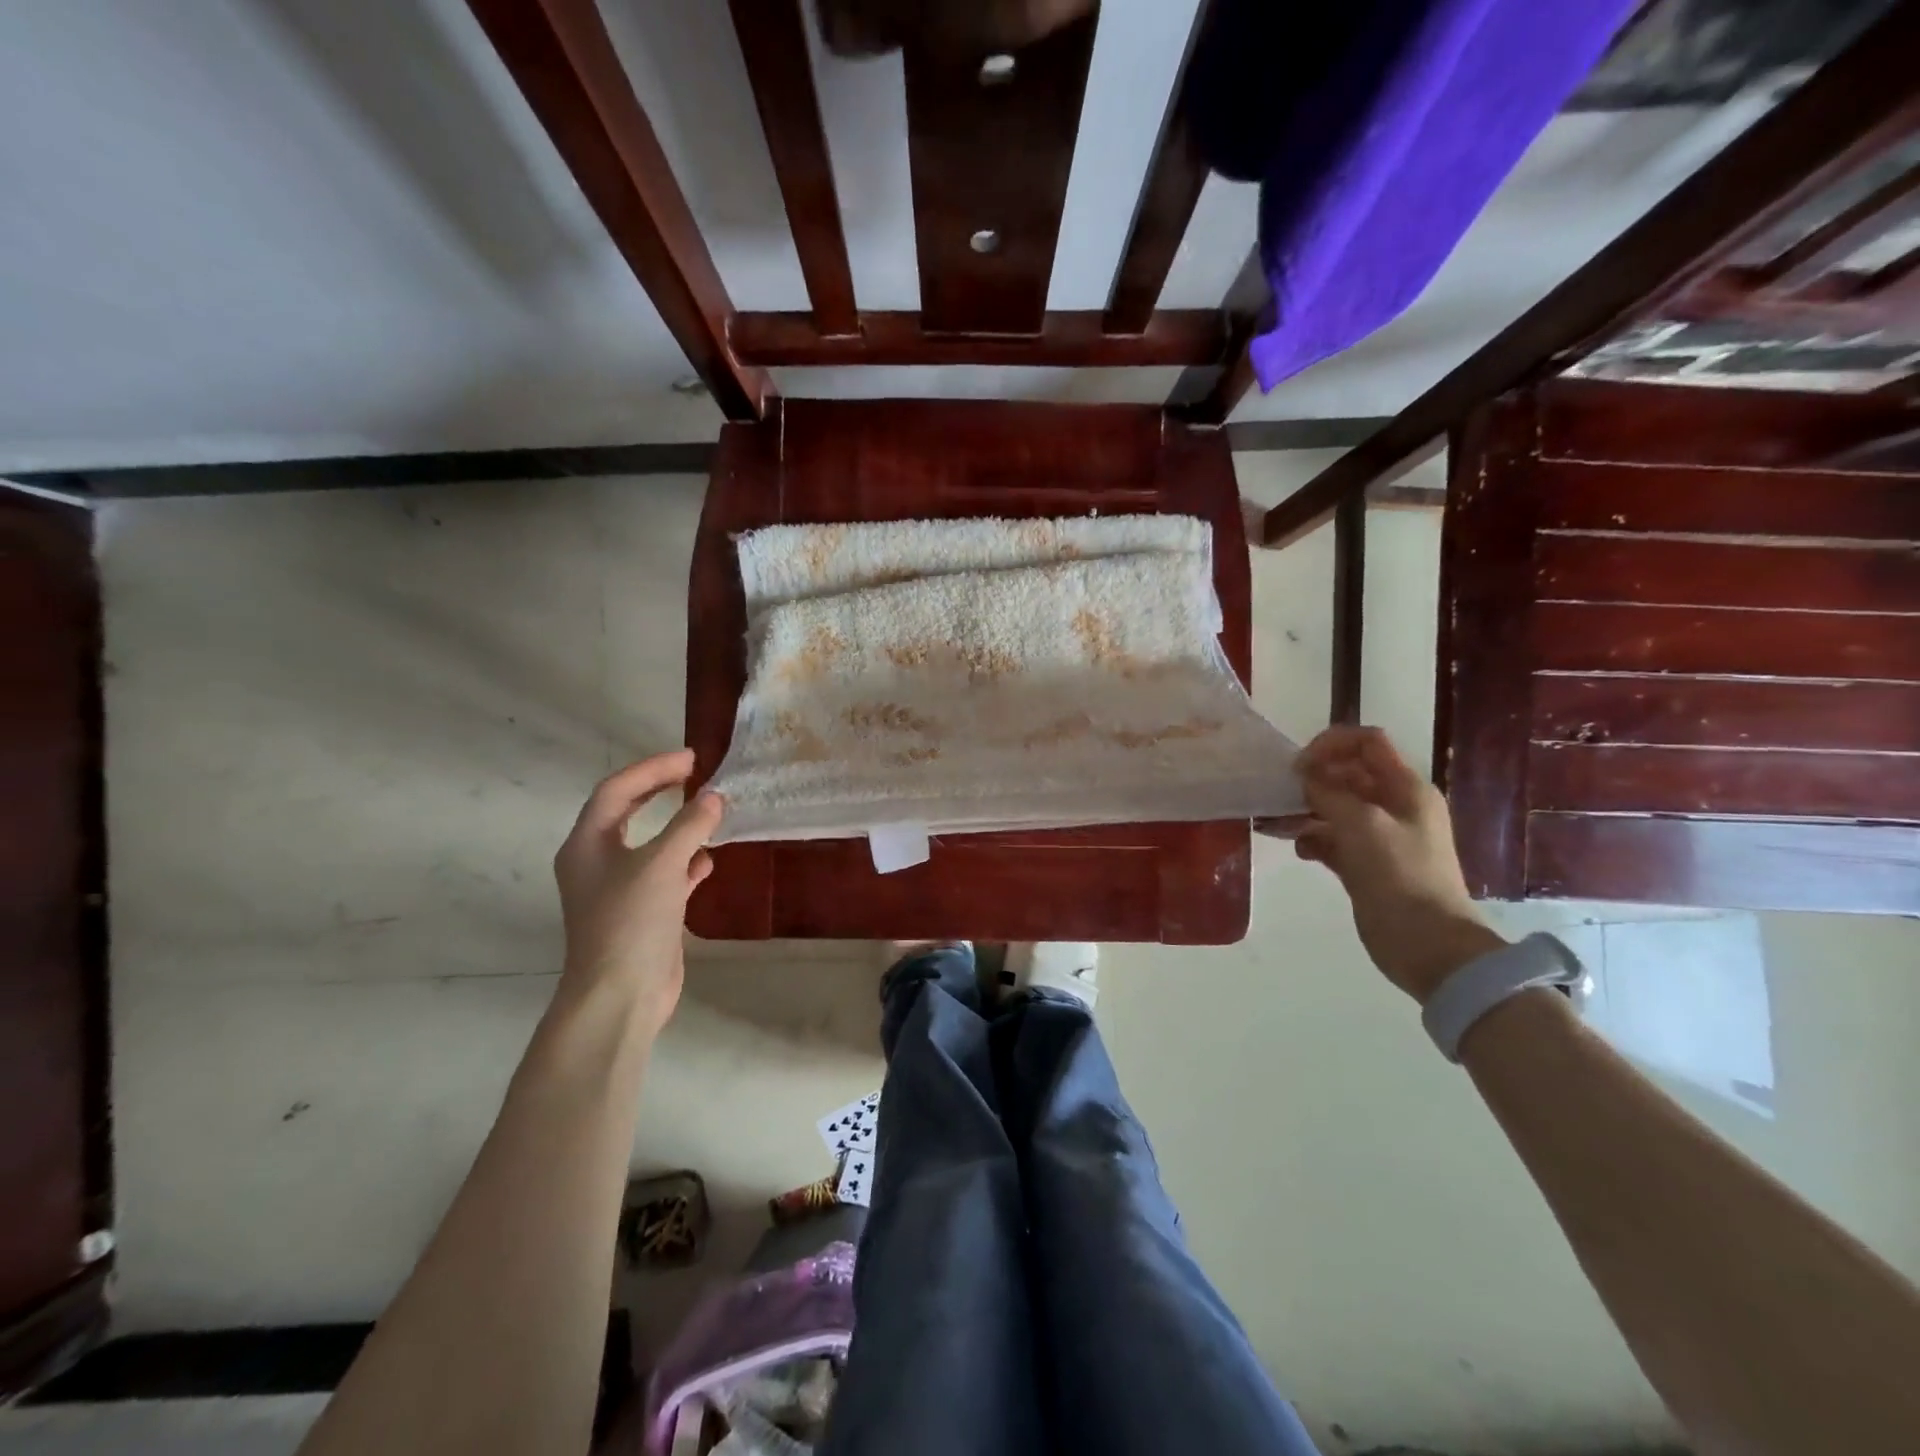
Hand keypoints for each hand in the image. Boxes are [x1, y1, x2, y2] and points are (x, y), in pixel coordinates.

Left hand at [552, 750, 723, 1038]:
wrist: (619, 995)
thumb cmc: (630, 922)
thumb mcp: (661, 865)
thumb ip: (689, 826)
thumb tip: (715, 797)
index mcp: (587, 845)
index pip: (617, 791)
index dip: (653, 769)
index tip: (692, 759)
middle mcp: (597, 862)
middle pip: (627, 812)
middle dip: (659, 790)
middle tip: (695, 773)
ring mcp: (618, 889)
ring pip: (649, 844)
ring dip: (677, 826)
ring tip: (709, 811)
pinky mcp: (641, 913)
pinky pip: (665, 875)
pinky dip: (686, 862)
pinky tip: (708, 861)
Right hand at [1290, 726, 1503, 1002]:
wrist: (1427, 944)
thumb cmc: (1399, 874)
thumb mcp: (1362, 824)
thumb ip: (1329, 792)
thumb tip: (1304, 775)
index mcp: (1405, 788)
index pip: (1367, 743)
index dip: (1331, 744)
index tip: (1300, 765)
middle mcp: (1394, 806)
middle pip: (1348, 774)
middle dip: (1313, 778)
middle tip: (1280, 793)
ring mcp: (1379, 837)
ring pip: (1335, 808)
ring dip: (1305, 809)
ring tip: (1276, 821)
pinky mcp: (1364, 865)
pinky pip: (1332, 840)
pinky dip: (1312, 839)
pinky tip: (1299, 849)